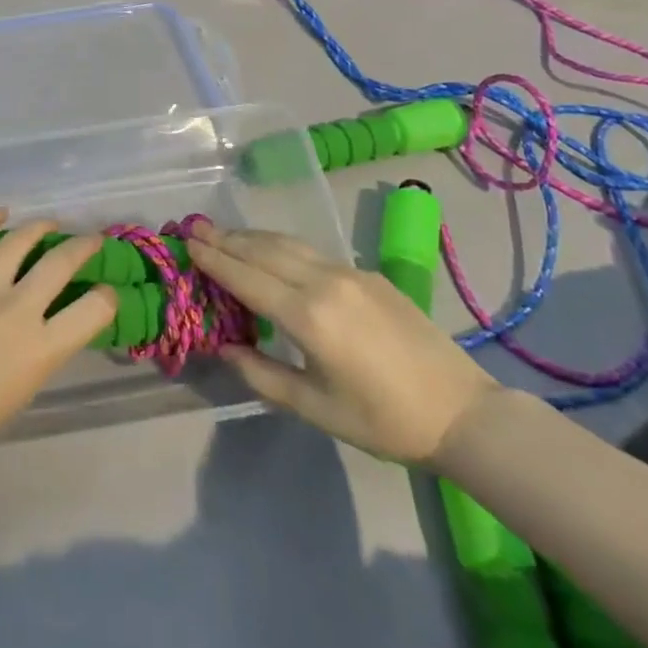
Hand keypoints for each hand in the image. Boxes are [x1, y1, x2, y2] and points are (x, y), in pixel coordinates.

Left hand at [0, 209, 117, 492]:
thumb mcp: (17, 396)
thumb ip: (35, 357)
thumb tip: (40, 332)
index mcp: (41, 349)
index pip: (95, 309)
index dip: (107, 298)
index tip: (106, 294)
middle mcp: (18, 309)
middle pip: (61, 261)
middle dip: (84, 246)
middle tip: (91, 241)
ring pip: (20, 241)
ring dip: (40, 226)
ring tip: (50, 223)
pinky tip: (1, 212)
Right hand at [188, 220, 499, 465]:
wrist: (461, 412)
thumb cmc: (384, 421)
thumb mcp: (316, 409)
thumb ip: (263, 375)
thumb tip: (224, 346)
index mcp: (309, 317)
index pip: (247, 278)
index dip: (214, 259)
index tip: (186, 242)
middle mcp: (324, 282)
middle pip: (263, 250)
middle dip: (226, 238)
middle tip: (194, 226)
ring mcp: (349, 272)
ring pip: (288, 244)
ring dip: (251, 236)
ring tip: (223, 232)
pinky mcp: (367, 273)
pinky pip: (311, 250)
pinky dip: (280, 245)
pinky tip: (270, 248)